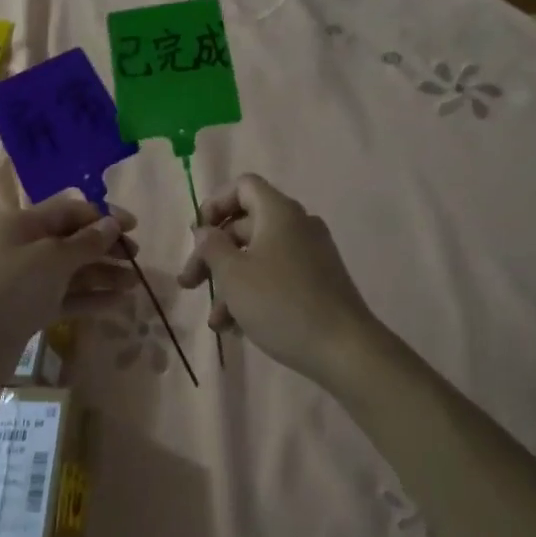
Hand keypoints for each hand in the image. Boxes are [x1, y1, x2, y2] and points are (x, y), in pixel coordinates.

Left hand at [0, 194, 136, 372]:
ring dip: (103, 273)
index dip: (103, 216)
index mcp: (24, 223)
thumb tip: (112, 224)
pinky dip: (90, 298)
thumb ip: (86, 242)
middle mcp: (25, 246)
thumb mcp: (52, 259)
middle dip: (106, 246)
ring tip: (134, 284)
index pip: (70, 210)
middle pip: (72, 239)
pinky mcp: (30, 308)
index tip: (133, 227)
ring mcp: (27, 279)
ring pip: (72, 270)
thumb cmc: (11, 289)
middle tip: (136, 258)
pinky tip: (117, 303)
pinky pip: (66, 296)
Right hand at [177, 174, 382, 391]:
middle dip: (212, 254)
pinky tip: (236, 327)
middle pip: (244, 225)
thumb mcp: (233, 274)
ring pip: (258, 256)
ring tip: (214, 321)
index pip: (243, 186)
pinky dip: (253, 293)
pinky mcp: (318, 283)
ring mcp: (311, 255)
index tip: (197, 235)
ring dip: (229, 283)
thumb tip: (205, 231)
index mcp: (278, 212)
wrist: (345, 350)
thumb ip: (211, 247)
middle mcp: (297, 225)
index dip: (214, 204)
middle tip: (190, 283)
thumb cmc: (281, 303)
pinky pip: (276, 276)